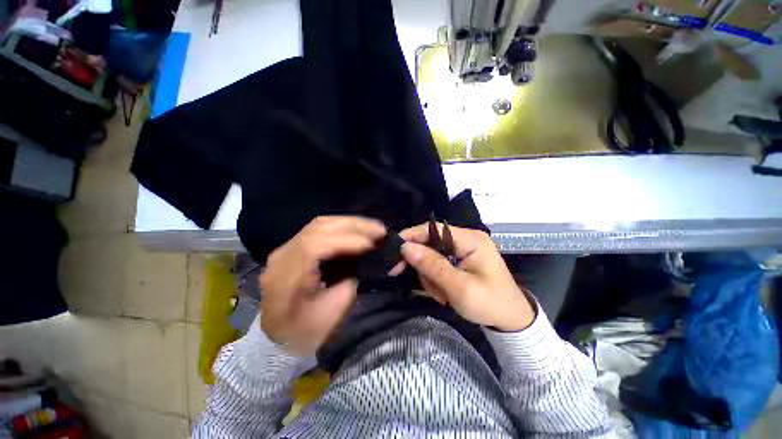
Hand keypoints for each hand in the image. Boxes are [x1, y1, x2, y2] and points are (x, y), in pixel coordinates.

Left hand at [259, 216, 385, 354]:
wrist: (281, 337)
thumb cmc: (306, 332)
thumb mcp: (332, 313)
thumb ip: (351, 281)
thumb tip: (371, 259)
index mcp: (285, 277)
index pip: (315, 246)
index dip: (346, 242)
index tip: (372, 245)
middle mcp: (282, 255)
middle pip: (319, 228)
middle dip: (353, 226)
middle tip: (380, 230)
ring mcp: (287, 248)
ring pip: (321, 225)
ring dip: (350, 224)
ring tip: (373, 228)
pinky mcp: (295, 247)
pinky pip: (320, 230)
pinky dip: (343, 228)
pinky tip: (359, 231)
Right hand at [399, 223, 535, 331]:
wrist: (511, 321)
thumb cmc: (490, 304)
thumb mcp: (460, 288)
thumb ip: (432, 266)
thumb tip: (406, 247)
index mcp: (470, 239)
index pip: (433, 229)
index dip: (411, 236)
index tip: (394, 251)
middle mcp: (465, 239)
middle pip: (430, 242)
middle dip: (423, 264)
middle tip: (423, 285)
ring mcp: (462, 250)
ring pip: (431, 255)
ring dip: (430, 276)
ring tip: (441, 294)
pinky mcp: (459, 260)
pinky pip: (437, 264)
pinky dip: (435, 279)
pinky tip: (443, 293)